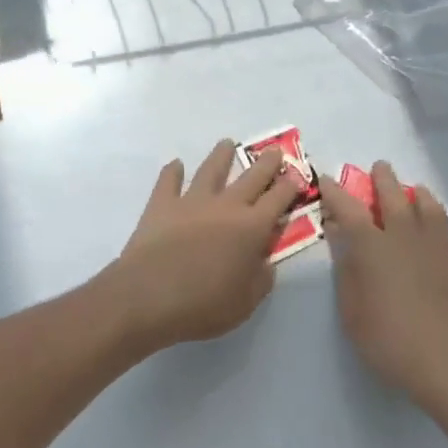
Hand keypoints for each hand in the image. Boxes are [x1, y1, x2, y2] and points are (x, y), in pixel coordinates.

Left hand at [97, 142, 301, 351]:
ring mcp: (191, 201)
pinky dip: (173, 171)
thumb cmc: (203, 304)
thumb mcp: (245, 302)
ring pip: (211, 169)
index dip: (290, 186)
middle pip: (252, 176)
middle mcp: (226, 206)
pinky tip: (176, 164)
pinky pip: (169, 181)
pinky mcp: (161, 204)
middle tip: (274, 150)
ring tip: (227, 143)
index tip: (298, 175)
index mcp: (252, 228)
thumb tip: (265, 261)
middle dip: (266, 163)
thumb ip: (261, 279)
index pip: (278, 199)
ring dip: (221, 155)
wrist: (149, 295)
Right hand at [320, 162, 447, 411]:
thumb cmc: (388, 338)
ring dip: (415, 192)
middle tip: (378, 168)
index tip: (326, 179)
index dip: (334, 191)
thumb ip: (345, 267)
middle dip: (382, 178)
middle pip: (392, 194)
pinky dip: (434, 221)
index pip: (348, 207)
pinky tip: (433, 231)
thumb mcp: (351, 309)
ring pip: (426, 204)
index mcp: (371, 245)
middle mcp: (403, 234)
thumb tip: (339, 235)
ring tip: (413, 190)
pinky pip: (444, 228)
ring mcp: (434, 244)